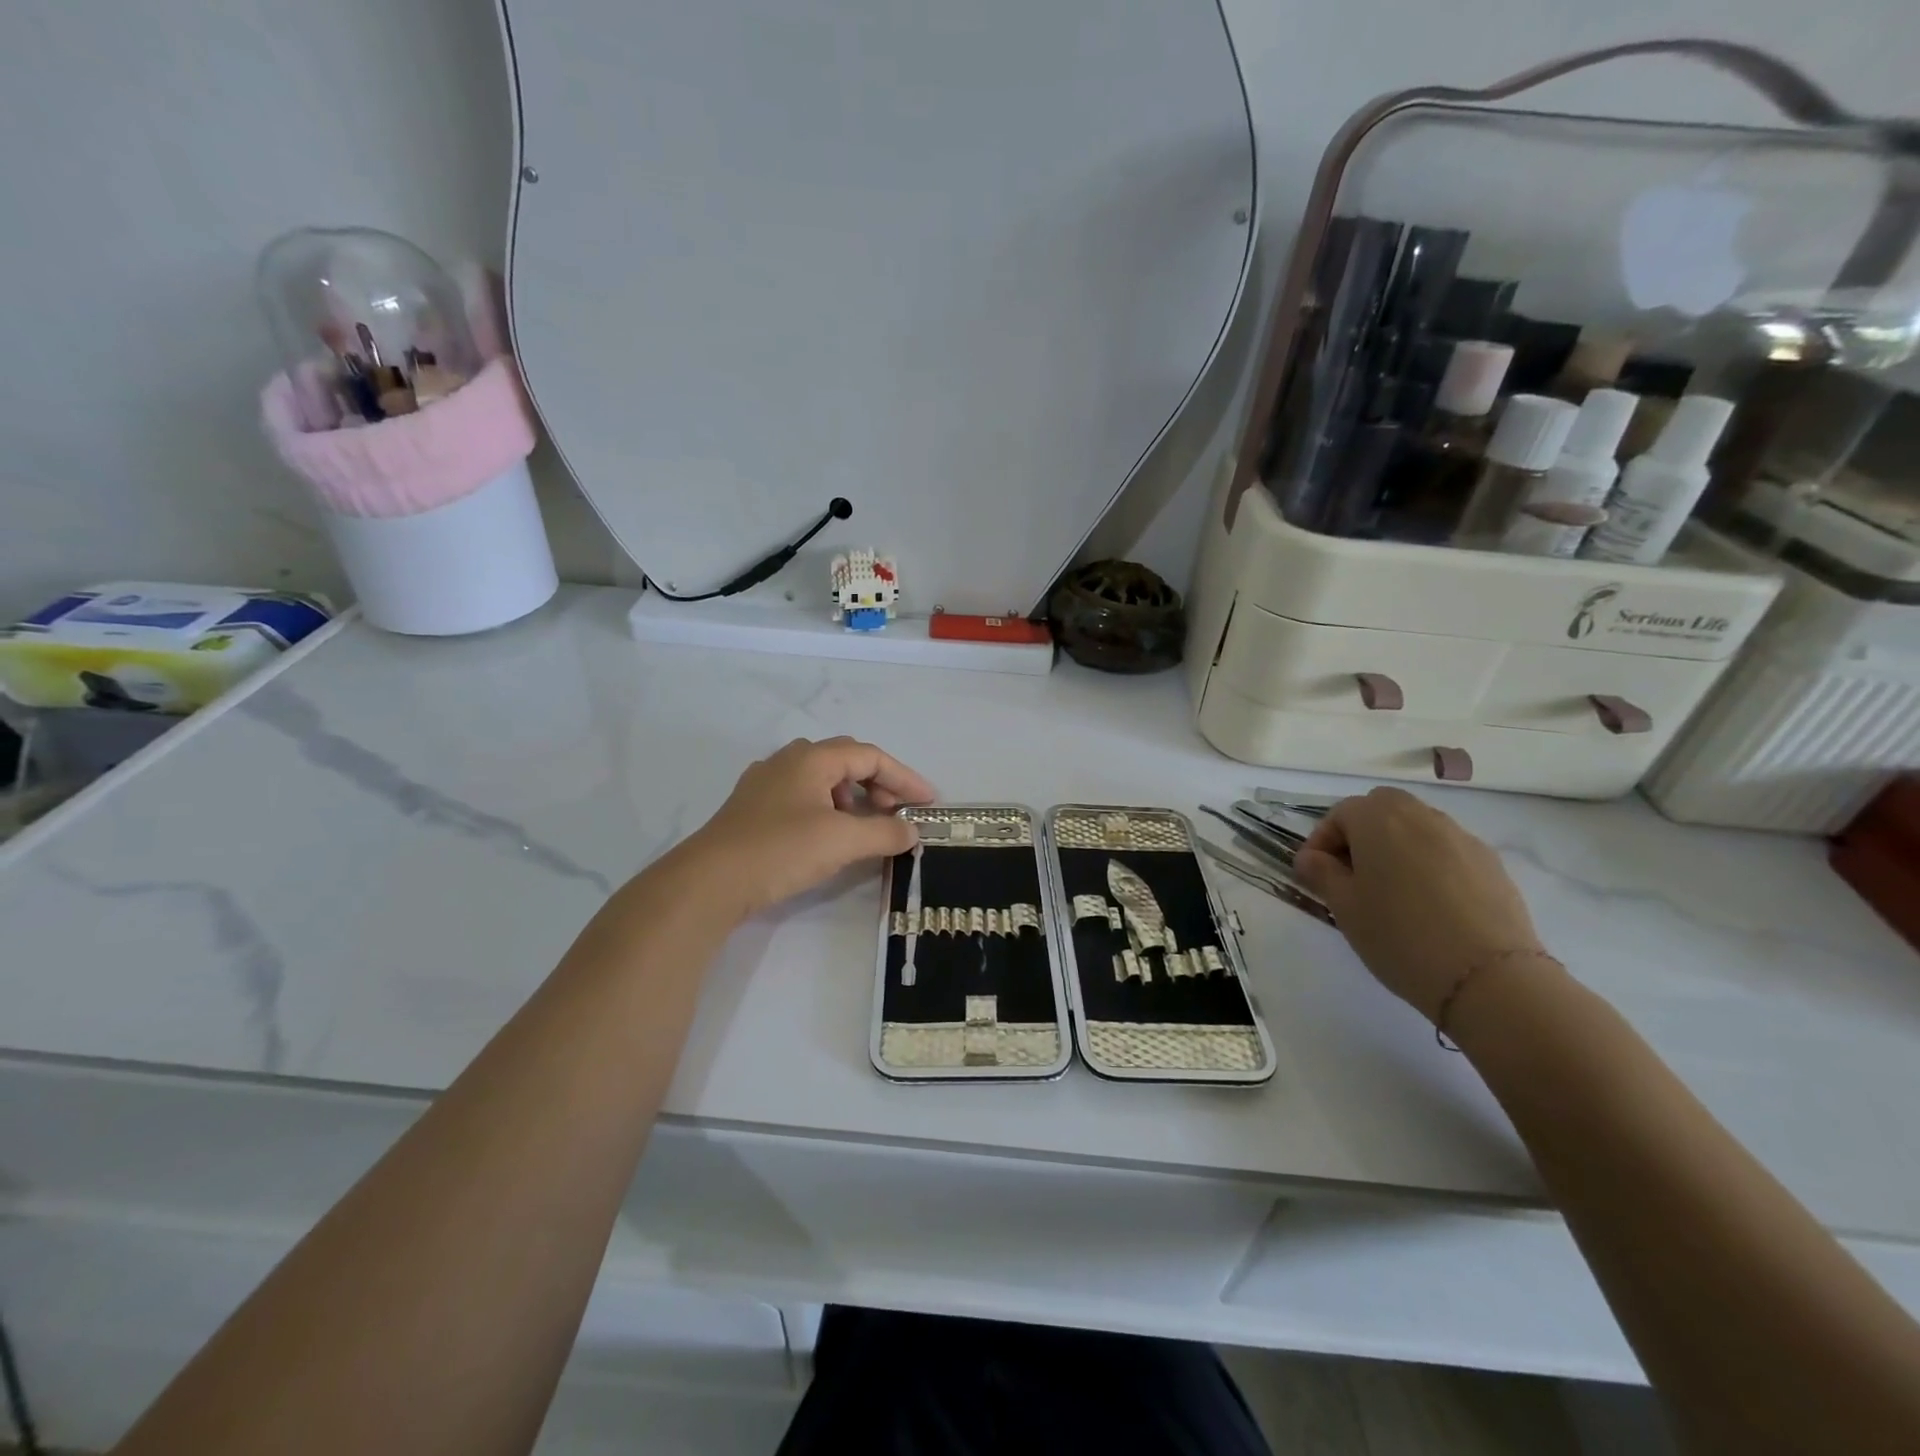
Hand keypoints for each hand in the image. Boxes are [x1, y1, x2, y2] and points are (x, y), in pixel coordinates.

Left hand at [676, 737, 935, 918]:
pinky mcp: (751, 809)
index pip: (870, 756)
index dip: (904, 778)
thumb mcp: (842, 842)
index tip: (928, 803)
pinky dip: (827, 809)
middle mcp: (788, 761)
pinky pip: (802, 796)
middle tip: (897, 812)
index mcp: (812, 758)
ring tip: (864, 826)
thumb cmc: (780, 850)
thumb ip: (884, 833)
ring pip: (822, 778)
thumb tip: (912, 831)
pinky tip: (827, 835)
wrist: (709, 881)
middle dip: (879, 784)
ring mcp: (765, 783)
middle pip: (846, 761)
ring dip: (852, 797)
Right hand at [1291, 787, 1542, 1022]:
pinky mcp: (1492, 864)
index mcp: (1379, 820)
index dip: (1321, 840)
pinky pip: (1448, 850)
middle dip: (1362, 833)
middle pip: (1382, 808)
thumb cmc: (1399, 936)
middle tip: (1352, 874)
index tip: (1314, 874)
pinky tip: (1430, 904)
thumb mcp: (1344, 907)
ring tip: (1392, 891)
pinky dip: (1430, 863)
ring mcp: (1462, 838)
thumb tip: (1311, 858)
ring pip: (1418, 827)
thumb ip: (1321, 873)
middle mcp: (1421, 817)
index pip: (1340, 813)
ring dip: (1397, 846)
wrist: (1489, 978)